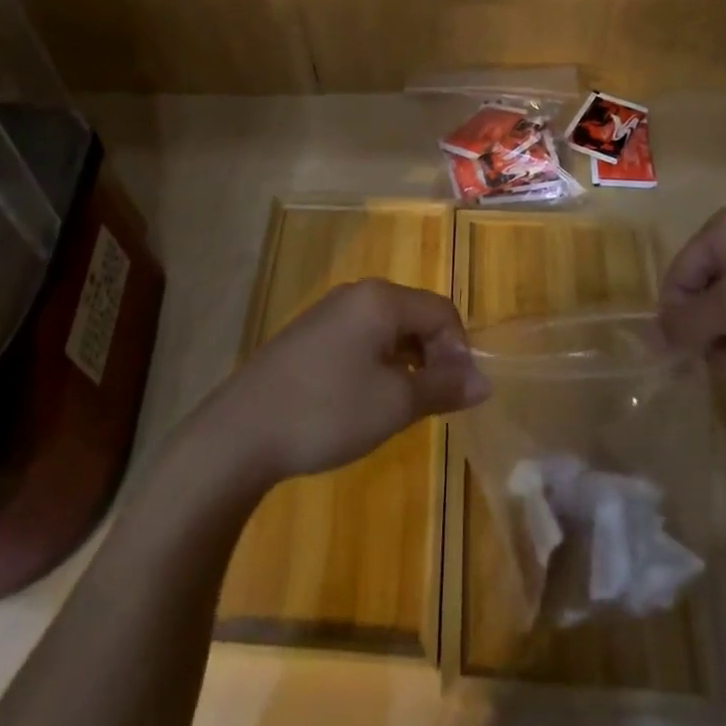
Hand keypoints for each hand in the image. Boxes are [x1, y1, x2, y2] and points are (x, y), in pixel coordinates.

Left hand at [199, 280, 490, 487]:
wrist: (241, 432)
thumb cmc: (327, 411)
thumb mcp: (394, 403)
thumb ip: (443, 387)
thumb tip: (484, 381)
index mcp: (381, 299)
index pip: (442, 312)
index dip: (460, 351)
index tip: (457, 396)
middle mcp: (357, 293)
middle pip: (416, 315)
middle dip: (435, 356)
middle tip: (432, 403)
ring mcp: (329, 312)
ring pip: (388, 329)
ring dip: (407, 362)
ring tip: (402, 406)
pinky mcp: (310, 334)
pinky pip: (361, 338)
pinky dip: (378, 363)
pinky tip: (366, 399)